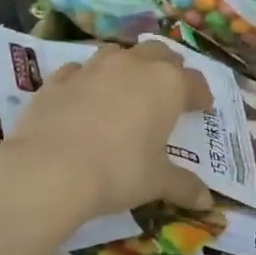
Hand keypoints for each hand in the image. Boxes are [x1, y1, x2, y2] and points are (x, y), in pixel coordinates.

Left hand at [3, 41, 214, 222]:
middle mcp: (132, 65)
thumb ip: (183, 186)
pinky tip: (86, 97)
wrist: (49, 169)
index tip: (202, 108)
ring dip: (129, 65)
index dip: (201, 95)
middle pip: (159, 53)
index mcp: (166, 84)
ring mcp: (93, 67)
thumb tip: (206, 201)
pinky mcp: (59, 78)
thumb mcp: (156, 182)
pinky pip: (80, 70)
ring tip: (128, 87)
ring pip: (119, 52)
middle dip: (169, 68)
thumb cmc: (117, 172)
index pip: (194, 81)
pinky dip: (89, 79)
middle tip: (170, 90)